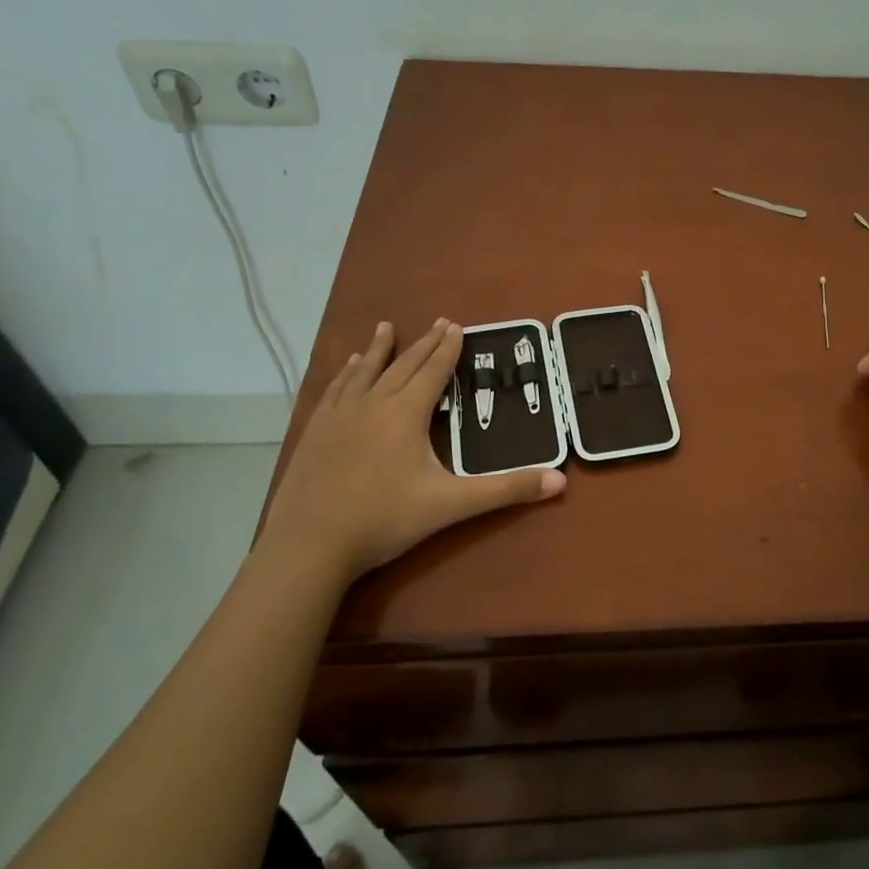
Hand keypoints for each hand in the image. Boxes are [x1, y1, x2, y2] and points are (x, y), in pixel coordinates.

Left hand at [261, 319, 565, 583]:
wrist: (309, 546)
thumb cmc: (384, 520)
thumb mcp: (451, 505)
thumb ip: (505, 490)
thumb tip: (559, 481)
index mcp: (406, 414)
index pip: (433, 372)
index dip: (447, 349)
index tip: (455, 325)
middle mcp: (373, 404)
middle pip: (402, 365)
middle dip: (423, 343)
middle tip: (438, 321)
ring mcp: (339, 416)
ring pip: (364, 372)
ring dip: (378, 349)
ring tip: (385, 328)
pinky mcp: (315, 432)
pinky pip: (335, 390)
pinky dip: (345, 373)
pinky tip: (346, 367)